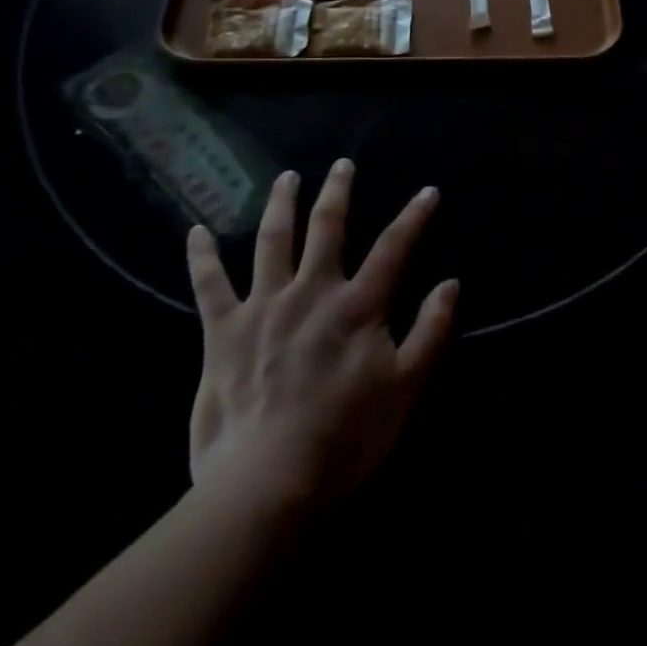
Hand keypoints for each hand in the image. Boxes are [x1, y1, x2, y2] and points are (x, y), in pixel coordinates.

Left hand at [185, 159, 458, 520]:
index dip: (414, 216)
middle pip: (327, 227)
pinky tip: (194, 230)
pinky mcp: (222, 332)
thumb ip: (432, 331)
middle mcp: (312, 292)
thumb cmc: (346, 436)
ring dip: (280, 205)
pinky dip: (200, 256)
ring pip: (272, 241)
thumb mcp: (407, 386)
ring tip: (286, 178)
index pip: (394, 247)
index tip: (428, 191)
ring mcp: (264, 307)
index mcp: (358, 305)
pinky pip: (208, 285)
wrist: (268, 481)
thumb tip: (452, 283)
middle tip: (342, 164)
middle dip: (338, 192)